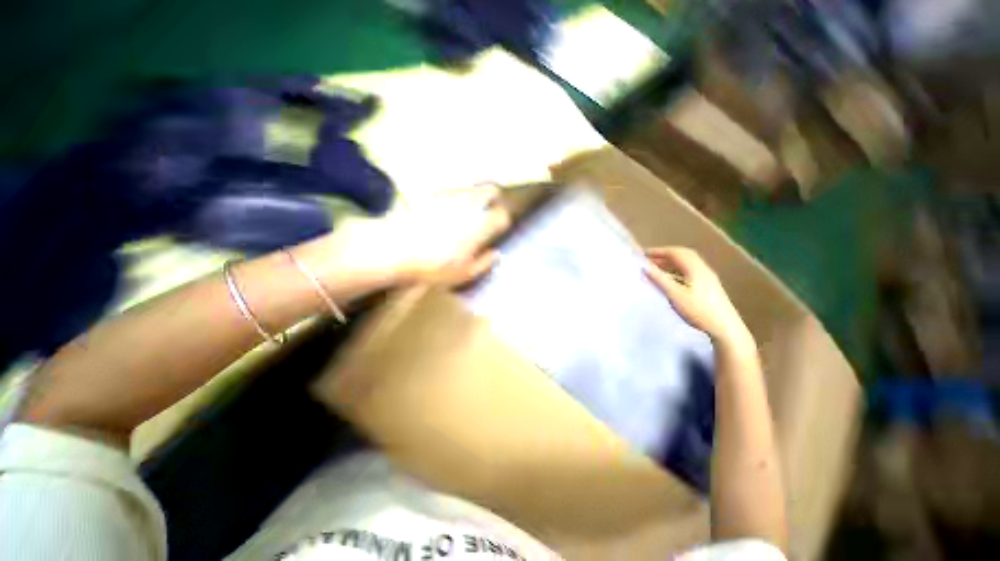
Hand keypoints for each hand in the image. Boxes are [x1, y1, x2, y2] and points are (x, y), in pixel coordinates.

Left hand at [307, 186, 510, 290]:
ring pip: (473, 186)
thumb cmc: (433, 267)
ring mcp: (451, 197)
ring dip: (478, 193)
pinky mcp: (433, 194)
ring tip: (473, 205)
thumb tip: (497, 254)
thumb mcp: (463, 274)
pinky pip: (453, 189)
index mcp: (480, 227)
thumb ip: (484, 263)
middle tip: (492, 206)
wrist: (394, 248)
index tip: (500, 225)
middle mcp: (469, 207)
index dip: (504, 219)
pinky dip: (458, 194)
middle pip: (491, 190)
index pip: (502, 216)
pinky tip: (450, 205)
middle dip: (496, 197)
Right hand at [644, 247, 754, 351]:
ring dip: (670, 262)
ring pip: (686, 263)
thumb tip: (644, 266)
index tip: (642, 254)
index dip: (658, 251)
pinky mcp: (708, 286)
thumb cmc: (699, 310)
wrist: (725, 328)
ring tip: (655, 268)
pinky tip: (669, 279)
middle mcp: (702, 269)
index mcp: (695, 268)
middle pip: (682, 255)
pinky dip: (676, 270)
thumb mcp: (675, 295)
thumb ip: (659, 279)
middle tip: (648, 259)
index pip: (675, 253)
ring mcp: (707, 277)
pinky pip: (689, 271)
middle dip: (664, 255)